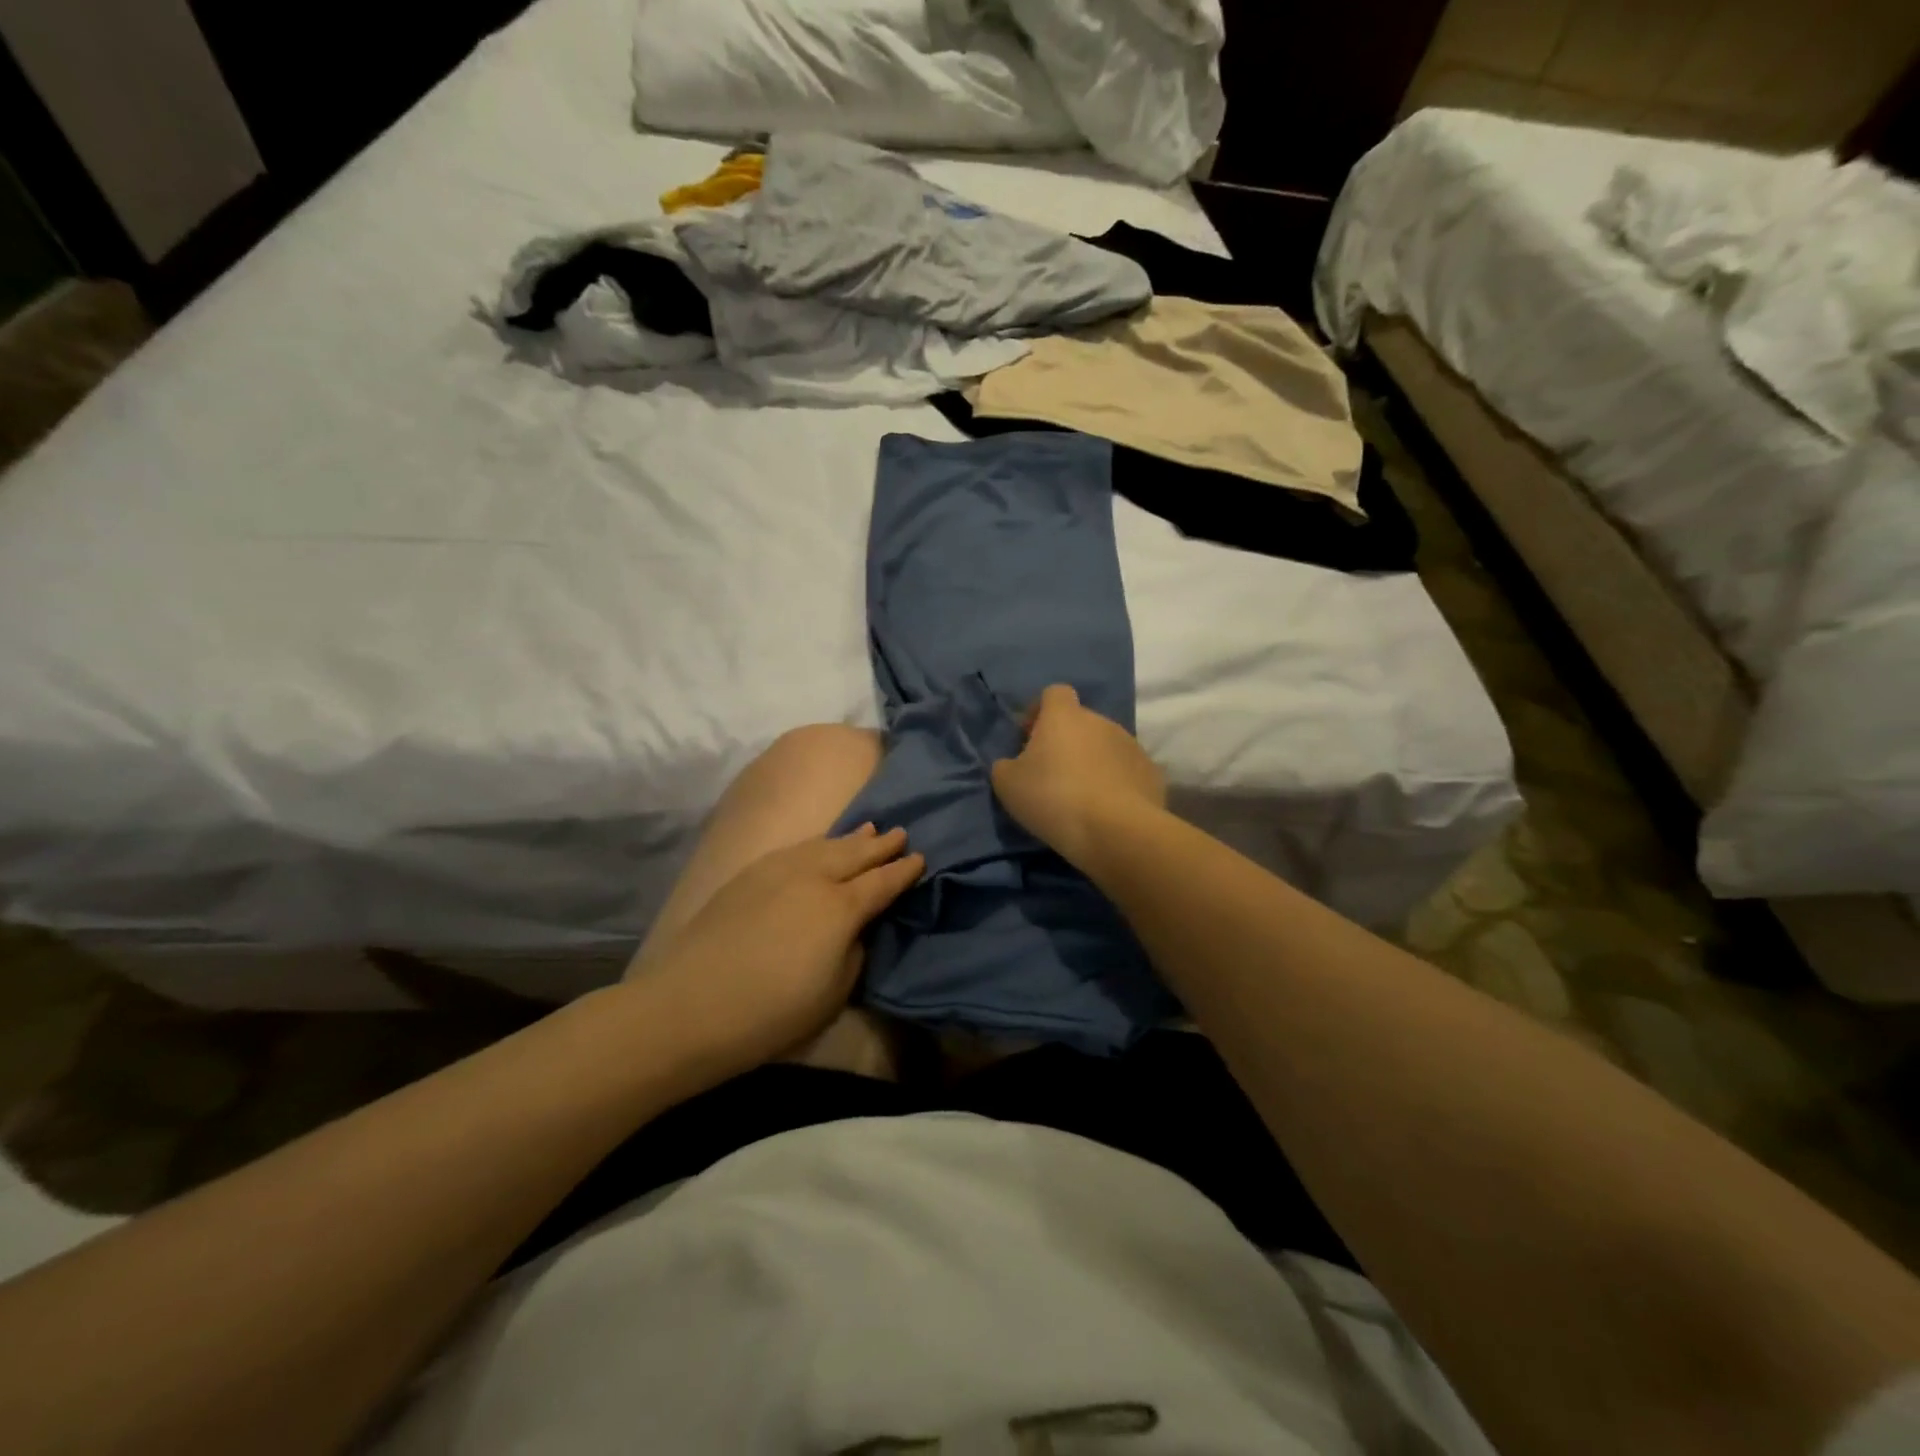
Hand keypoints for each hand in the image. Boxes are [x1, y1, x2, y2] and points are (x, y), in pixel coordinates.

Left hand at [640, 826, 923, 1079]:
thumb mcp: (834, 993)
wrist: (691, 1006)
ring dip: (850, 838)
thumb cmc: (772, 1012)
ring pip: (825, 845)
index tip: (920, 859)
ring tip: (869, 829)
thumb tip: (853, 930)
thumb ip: (853, 952)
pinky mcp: (750, 874)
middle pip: (856, 854)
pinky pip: (797, 849)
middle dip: (881, 844)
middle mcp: (814, 877)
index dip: (903, 871)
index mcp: (841, 908)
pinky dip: (818, 844)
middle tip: (901, 833)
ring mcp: (779, 870)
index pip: (882, 882)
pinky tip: (820, 846)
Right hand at [991, 684, 1165, 869]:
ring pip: (1105, 746)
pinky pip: (1127, 771)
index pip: (1054, 693)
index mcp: (1064, 716)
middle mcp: (1101, 721)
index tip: (1029, 738)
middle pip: (1080, 722)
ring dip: (1092, 762)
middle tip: (1052, 774)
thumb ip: (1005, 765)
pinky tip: (1107, 809)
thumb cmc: (1054, 798)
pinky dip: (1116, 783)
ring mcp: (1131, 745)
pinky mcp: (1151, 773)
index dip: (1040, 711)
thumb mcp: (1008, 784)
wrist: (1116, 831)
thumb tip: (1013, 764)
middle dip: (1066, 741)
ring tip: (1081, 796)